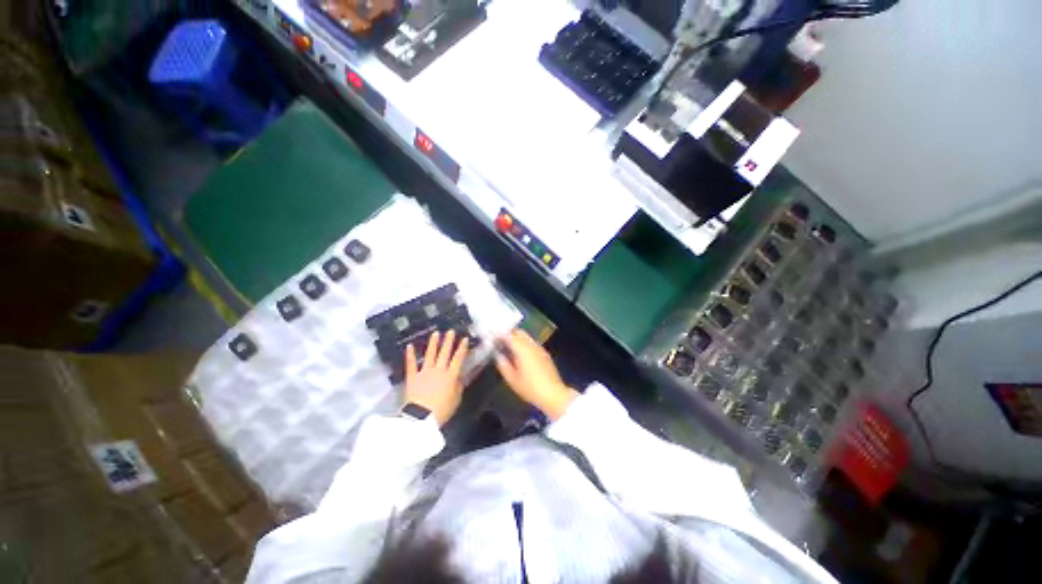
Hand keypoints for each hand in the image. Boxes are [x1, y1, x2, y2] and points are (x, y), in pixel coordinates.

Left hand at [404, 330, 469, 426]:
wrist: (421, 417)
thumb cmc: (442, 410)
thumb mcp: (456, 399)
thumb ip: (458, 387)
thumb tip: (459, 378)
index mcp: (451, 375)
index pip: (458, 358)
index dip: (462, 348)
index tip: (464, 339)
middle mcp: (439, 370)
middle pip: (445, 353)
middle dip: (448, 341)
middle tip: (450, 331)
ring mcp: (425, 372)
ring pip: (430, 355)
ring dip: (433, 343)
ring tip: (436, 333)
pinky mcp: (413, 377)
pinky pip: (411, 364)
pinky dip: (410, 355)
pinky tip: (409, 346)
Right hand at [494, 329, 577, 420]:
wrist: (554, 394)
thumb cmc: (531, 388)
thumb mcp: (512, 380)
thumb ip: (503, 366)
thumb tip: (498, 356)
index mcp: (522, 349)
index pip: (509, 335)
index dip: (499, 335)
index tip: (493, 338)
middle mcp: (531, 345)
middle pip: (519, 332)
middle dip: (509, 335)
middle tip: (499, 342)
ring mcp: (539, 348)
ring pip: (526, 337)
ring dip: (517, 339)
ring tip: (508, 349)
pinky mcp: (544, 354)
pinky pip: (532, 343)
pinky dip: (524, 344)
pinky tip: (520, 355)